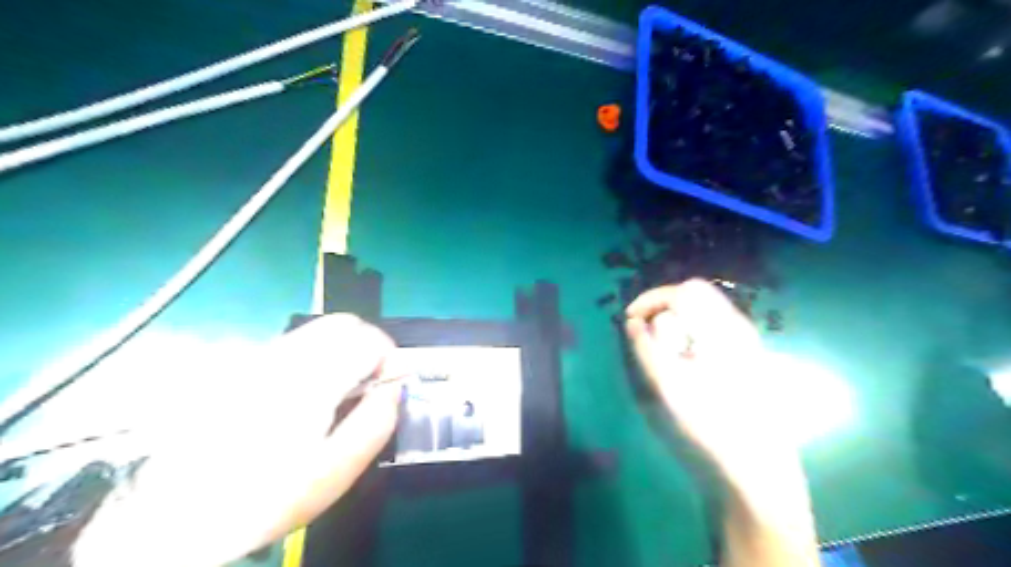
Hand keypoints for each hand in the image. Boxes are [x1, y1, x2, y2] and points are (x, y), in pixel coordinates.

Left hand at [74, 314, 400, 566]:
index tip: (388, 385)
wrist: (171, 515)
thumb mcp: (334, 471)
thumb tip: (395, 388)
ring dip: (342, 351)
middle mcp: (283, 355)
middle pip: (344, 323)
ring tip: (336, 392)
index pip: (368, 338)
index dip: (390, 356)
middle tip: (367, 386)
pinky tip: (305, 393)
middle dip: (367, 347)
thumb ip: (376, 423)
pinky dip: (316, 356)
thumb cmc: (263, 497)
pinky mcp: (243, 365)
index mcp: (310, 379)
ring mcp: (259, 356)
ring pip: (320, 330)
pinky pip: (295, 343)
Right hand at [626, 281, 798, 476]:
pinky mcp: (746, 354)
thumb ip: (646, 348)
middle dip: (663, 304)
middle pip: (696, 293)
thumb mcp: (668, 385)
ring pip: (704, 308)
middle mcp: (737, 326)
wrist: (756, 465)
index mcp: (722, 329)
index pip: (683, 291)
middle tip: (643, 328)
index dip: (651, 299)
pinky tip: (681, 355)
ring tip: (658, 343)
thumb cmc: (710, 423)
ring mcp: (745, 339)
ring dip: (675, 317)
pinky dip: (688, 329)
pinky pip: (711, 325)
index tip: (630, 319)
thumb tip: (633, 322)